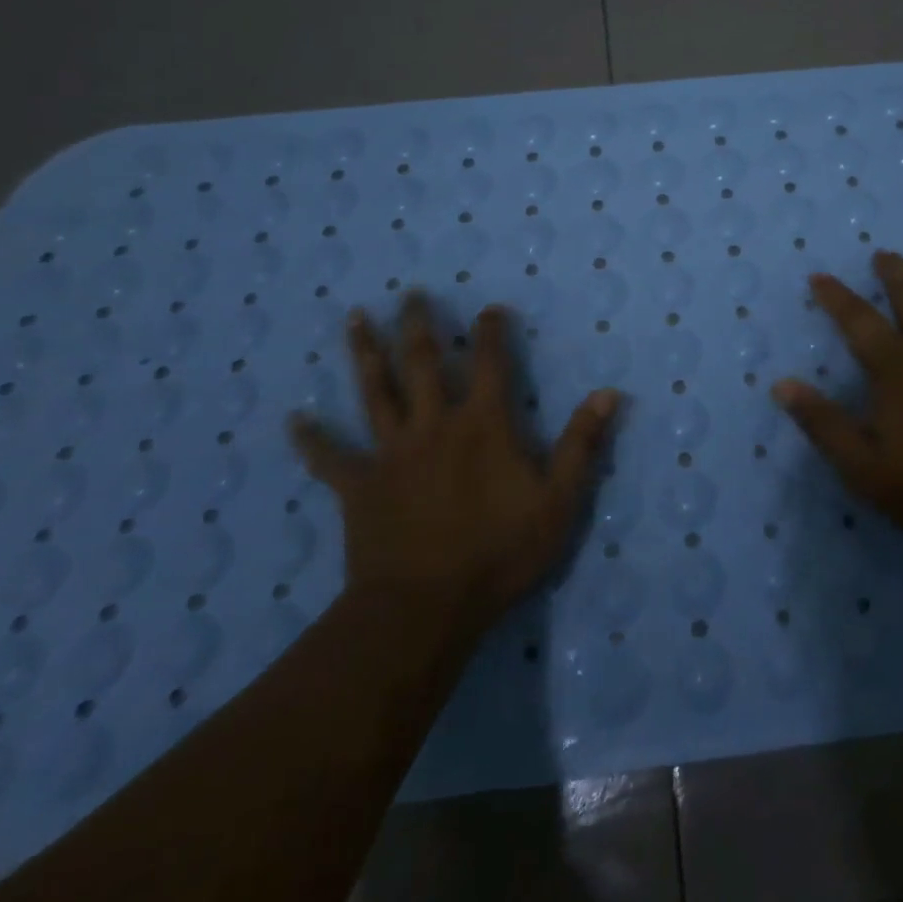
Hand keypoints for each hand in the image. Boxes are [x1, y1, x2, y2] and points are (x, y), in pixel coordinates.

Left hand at [288, 293, 619, 626]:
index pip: (490, 364)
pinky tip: (294, 419)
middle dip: (418, 324)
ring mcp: (391, 453)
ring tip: (354, 317)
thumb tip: (608, 393)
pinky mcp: (359, 486)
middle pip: (422, 362)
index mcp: (483, 424)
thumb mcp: (558, 501)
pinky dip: (312, 438)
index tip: (489, 308)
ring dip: (364, 353)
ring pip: (375, 392)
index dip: (491, 332)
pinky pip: (330, 457)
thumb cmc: (498, 553)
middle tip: (410, 293)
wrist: (424, 608)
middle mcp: (434, 425)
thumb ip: (582, 444)